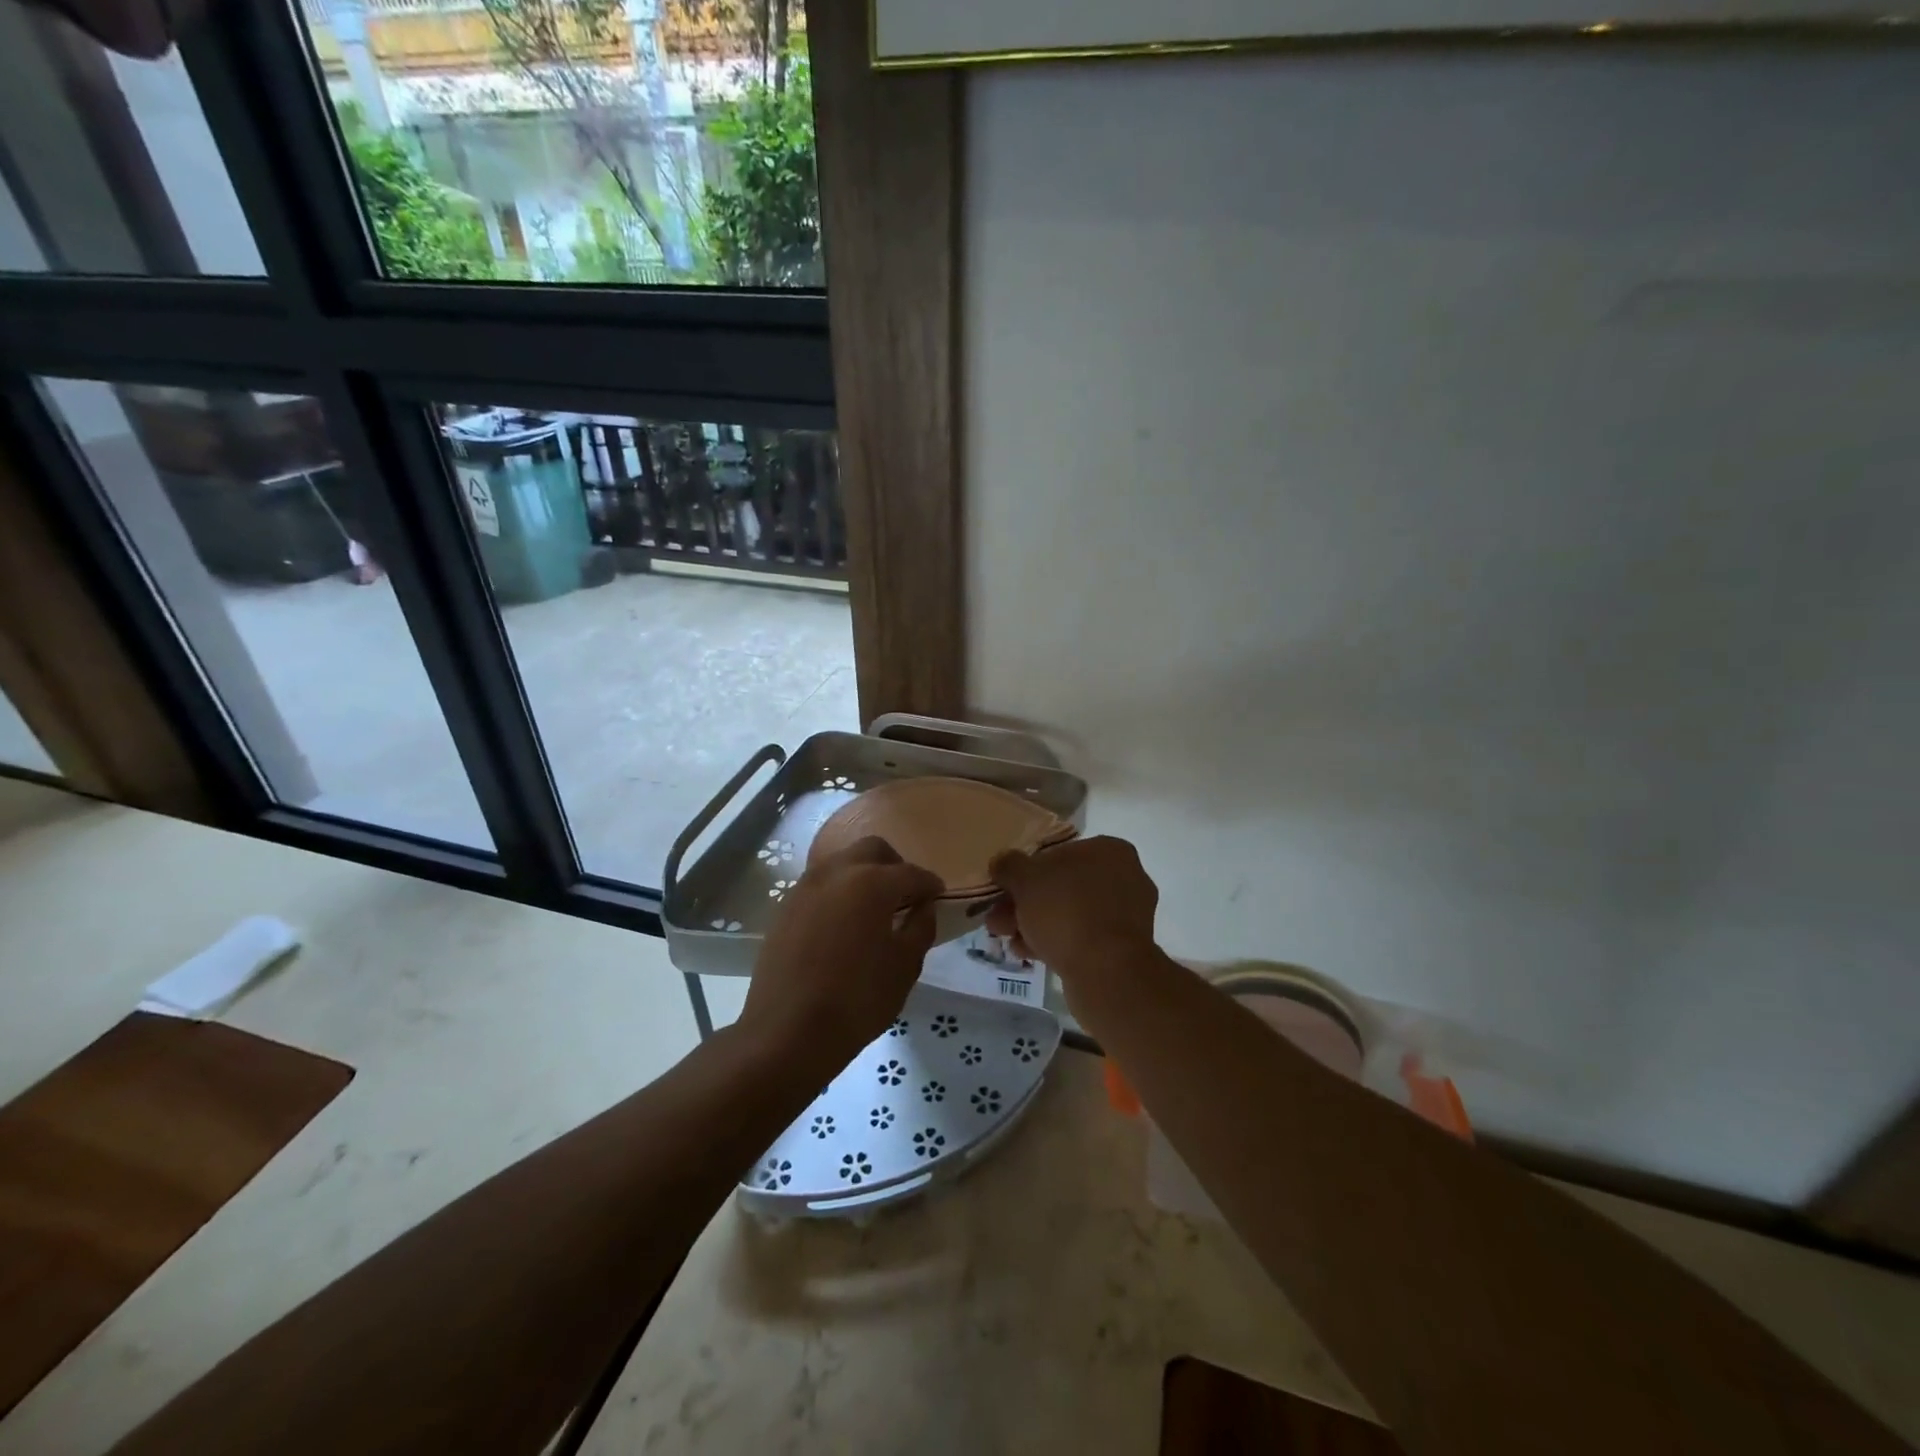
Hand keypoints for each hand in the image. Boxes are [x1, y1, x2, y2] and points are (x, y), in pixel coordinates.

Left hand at [740, 836, 942, 1072]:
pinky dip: (839, 891)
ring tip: (874, 908)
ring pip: (842, 862)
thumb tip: (923, 907)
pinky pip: (820, 884)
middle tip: (906, 896)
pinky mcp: (786, 906)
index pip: (911, 873)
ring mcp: (806, 886)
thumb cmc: (858, 999)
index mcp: (872, 882)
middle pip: (872, 850)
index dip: (930, 884)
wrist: (787, 1032)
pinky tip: (844, 923)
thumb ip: (921, 927)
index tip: (938, 897)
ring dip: (863, 874)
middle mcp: (836, 872)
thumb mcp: (905, 966)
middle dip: (894, 865)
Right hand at [985, 835, 1159, 980]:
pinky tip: (1028, 954)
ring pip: (1070, 913)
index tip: (1003, 891)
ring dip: (1035, 924)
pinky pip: (1082, 937)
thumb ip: (1010, 866)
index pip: (1058, 853)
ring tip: (1006, 940)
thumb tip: (1001, 862)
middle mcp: (1124, 877)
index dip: (1025, 872)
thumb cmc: (1067, 911)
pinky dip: (1056, 942)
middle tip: (998, 921)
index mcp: (1108, 850)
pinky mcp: (1122, 947)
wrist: (1107, 972)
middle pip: (1061, 886)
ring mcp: (1127, 914)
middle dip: (1025, 904)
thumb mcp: (1025, 880)